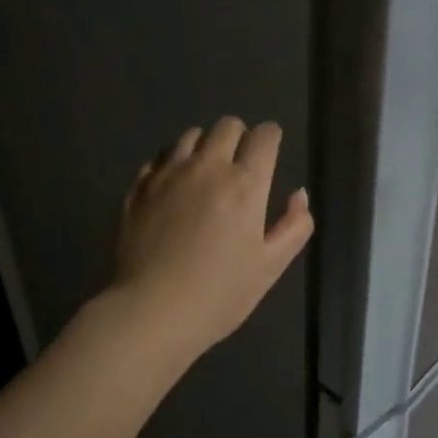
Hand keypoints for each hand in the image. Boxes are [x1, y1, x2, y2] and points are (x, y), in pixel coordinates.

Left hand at [111, 116, 313, 363]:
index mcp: (245, 184)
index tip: (270, 152)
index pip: (264, 136)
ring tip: (205, 173)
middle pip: (227, 125)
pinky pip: (160, 158)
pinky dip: (172, 163)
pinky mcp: (139, 188)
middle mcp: (207, 167)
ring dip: (204, 146)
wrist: (152, 312)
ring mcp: (168, 174)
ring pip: (190, 135)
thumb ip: (294, 226)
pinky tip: (174, 188)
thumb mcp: (271, 266)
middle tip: (240, 165)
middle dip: (240, 136)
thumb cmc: (220, 294)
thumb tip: (298, 195)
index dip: (271, 139)